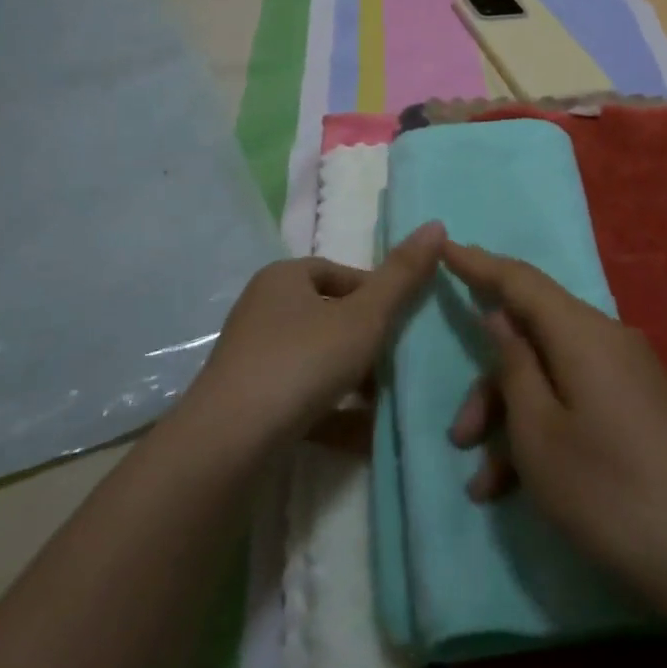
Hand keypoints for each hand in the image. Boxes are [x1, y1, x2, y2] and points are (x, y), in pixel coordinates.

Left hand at [186, 222, 445, 448]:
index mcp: (284, 278)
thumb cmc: (302, 362)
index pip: (340, 274)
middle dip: (368, 341)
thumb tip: (436, 225)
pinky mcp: (249, 402)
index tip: (405, 322)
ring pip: (318, 360)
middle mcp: (263, 310)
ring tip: (389, 400)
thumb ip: (402, 276)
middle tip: (401, 363)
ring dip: (354, 379)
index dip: (377, 294)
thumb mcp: (364, 317)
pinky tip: (366, 435)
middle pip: (329, 318)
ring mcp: (253, 358)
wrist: (230, 442)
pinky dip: (334, 411)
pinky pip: (302, 398)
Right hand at [444, 240, 666, 595]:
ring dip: (512, 421)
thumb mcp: (538, 433)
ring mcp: (628, 377)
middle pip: (533, 338)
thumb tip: (501, 315)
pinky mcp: (639, 410)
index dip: (478, 264)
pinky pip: (576, 401)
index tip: (443, 245)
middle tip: (459, 437)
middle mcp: (607, 341)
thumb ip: (514, 365)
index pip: (520, 280)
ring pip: (551, 377)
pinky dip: (544, 432)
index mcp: (582, 333)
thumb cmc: (608, 489)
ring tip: (485, 485)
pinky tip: (518, 489)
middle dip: (490, 385)